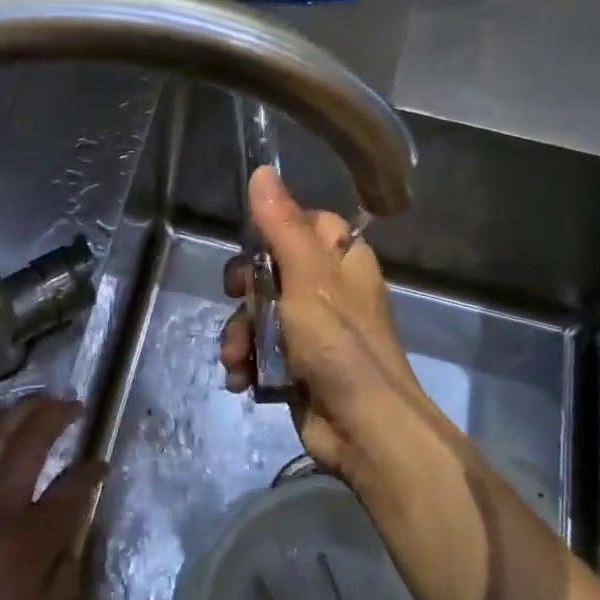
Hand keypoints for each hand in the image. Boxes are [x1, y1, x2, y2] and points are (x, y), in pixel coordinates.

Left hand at [0, 393, 103, 599]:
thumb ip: (67, 575)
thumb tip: (73, 538)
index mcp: (31, 538)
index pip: (73, 488)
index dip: (92, 471)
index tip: (101, 465)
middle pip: (33, 442)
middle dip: (58, 415)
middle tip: (72, 405)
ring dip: (20, 409)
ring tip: (39, 396)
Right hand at [219, 166, 429, 481]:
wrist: (363, 429)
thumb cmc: (339, 344)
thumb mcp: (307, 278)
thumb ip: (282, 226)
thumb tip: (263, 170)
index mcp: (343, 261)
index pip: (306, 224)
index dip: (275, 231)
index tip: (252, 245)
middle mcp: (329, 290)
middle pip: (272, 269)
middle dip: (245, 292)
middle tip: (236, 300)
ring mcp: (312, 331)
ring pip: (260, 313)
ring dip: (240, 334)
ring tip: (235, 357)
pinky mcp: (296, 365)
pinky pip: (261, 349)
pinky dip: (247, 362)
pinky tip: (241, 379)